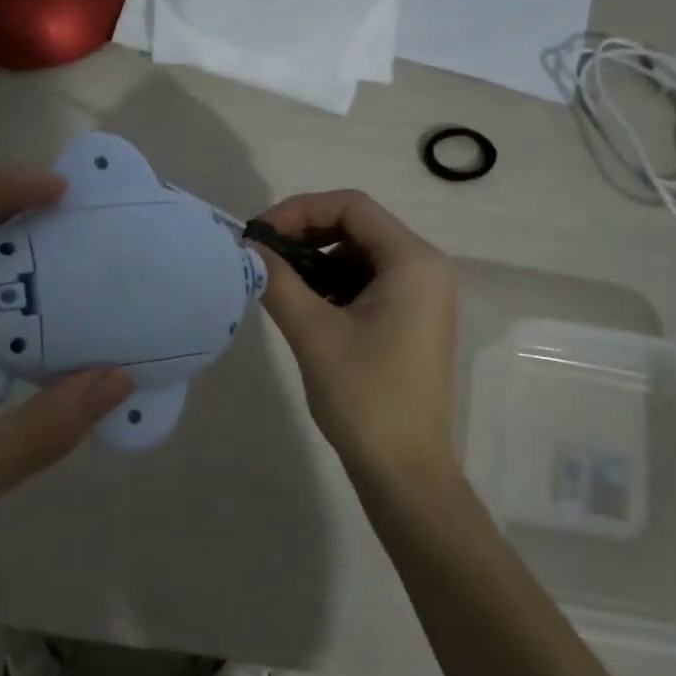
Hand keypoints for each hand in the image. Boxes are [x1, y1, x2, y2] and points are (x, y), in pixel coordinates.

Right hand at [252, 190, 460, 493]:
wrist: (405, 469)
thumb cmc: (363, 396)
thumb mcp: (313, 332)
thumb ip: (277, 280)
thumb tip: (249, 248)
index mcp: (412, 261)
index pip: (351, 206)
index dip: (298, 210)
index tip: (257, 235)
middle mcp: (426, 268)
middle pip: (358, 226)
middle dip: (306, 234)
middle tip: (262, 258)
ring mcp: (425, 295)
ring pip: (361, 255)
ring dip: (318, 262)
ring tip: (280, 286)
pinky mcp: (415, 319)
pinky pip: (371, 283)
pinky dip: (336, 285)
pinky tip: (308, 309)